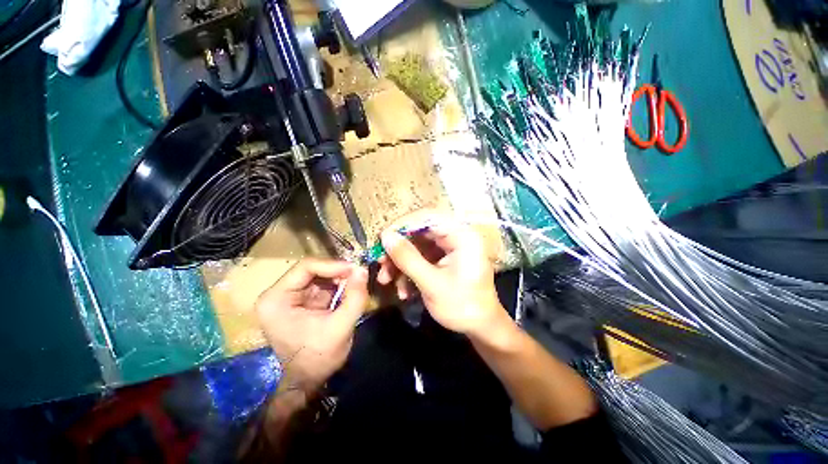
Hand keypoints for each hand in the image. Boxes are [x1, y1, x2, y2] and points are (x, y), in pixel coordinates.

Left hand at [256, 258, 368, 392]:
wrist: (308, 381)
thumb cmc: (318, 358)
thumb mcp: (340, 327)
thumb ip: (355, 297)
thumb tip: (362, 269)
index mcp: (276, 299)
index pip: (306, 267)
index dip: (332, 265)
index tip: (355, 269)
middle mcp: (279, 294)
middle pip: (313, 270)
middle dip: (338, 273)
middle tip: (359, 276)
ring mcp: (290, 297)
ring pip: (320, 276)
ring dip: (340, 279)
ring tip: (356, 285)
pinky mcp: (302, 301)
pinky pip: (323, 285)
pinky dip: (339, 286)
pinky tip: (350, 292)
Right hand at [377, 209, 505, 337]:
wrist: (481, 327)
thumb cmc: (463, 306)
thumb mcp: (431, 284)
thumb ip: (407, 258)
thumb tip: (385, 236)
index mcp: (462, 235)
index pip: (427, 217)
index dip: (402, 224)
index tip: (382, 239)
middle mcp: (456, 235)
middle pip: (419, 231)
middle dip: (398, 248)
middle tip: (379, 262)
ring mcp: (449, 247)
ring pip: (417, 245)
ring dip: (400, 262)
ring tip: (386, 280)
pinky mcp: (444, 258)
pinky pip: (421, 257)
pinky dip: (409, 270)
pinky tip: (403, 290)